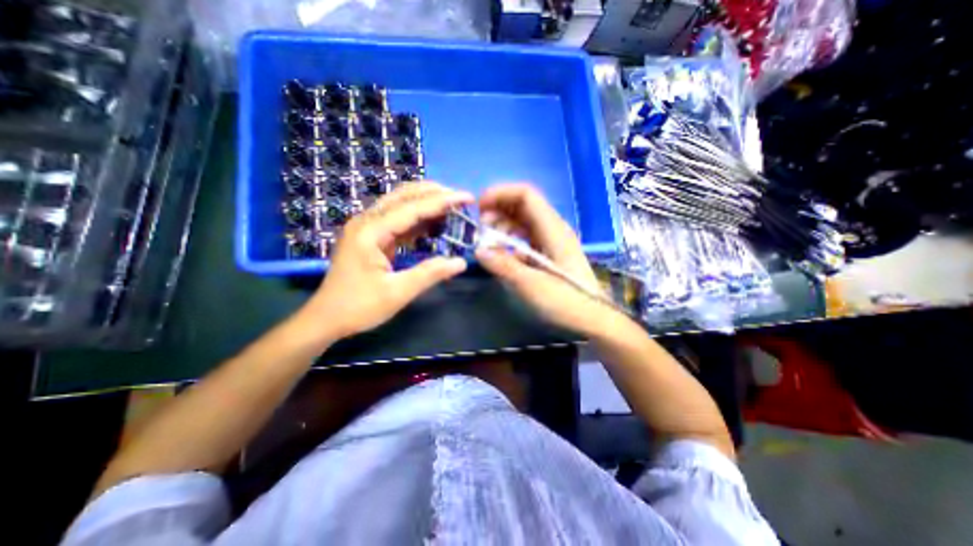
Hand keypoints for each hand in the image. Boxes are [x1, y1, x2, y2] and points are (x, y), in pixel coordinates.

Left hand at [295, 184, 473, 344]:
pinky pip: (398, 220)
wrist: (326, 319)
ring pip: (400, 204)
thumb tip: (461, 263)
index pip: (412, 207)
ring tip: (452, 206)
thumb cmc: (358, 307)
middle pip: (404, 195)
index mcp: (370, 231)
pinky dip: (418, 219)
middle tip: (461, 198)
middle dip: (434, 193)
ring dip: (426, 202)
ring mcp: (367, 228)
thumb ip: (430, 274)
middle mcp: (367, 222)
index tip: (467, 197)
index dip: (442, 201)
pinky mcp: (371, 237)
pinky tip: (434, 223)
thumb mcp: (398, 293)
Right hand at [475, 182, 614, 336]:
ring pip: (524, 221)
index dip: (500, 194)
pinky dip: (511, 240)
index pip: (526, 195)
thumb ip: (504, 266)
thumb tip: (478, 251)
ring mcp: (552, 241)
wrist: (592, 318)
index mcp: (552, 229)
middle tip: (480, 228)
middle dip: (498, 210)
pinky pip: (527, 238)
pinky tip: (503, 254)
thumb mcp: (531, 285)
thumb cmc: (566, 301)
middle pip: (523, 205)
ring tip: (488, 242)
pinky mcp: (550, 253)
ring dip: (503, 226)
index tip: (479, 207)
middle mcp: (553, 229)